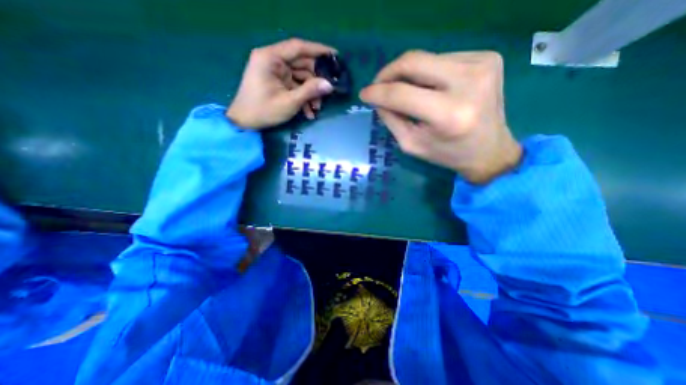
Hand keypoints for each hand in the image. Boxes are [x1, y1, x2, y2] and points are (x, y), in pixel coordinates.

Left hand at [227, 37, 336, 128]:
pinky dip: (303, 97)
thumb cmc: (264, 111)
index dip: (318, 50)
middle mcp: (272, 60)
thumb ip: (310, 91)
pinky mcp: (277, 82)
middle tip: (328, 92)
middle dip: (316, 81)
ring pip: (300, 77)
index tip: (335, 56)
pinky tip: (309, 112)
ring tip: (317, 109)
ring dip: (310, 93)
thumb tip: (330, 85)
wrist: (244, 123)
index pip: (298, 47)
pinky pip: (295, 86)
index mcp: (270, 57)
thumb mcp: (289, 102)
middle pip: (301, 64)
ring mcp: (275, 72)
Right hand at [360, 49, 519, 184]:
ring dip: (408, 75)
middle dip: (389, 72)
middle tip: (378, 85)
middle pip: (413, 62)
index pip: (401, 94)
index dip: (377, 92)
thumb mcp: (412, 144)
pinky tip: (429, 88)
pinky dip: (428, 73)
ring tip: (404, 91)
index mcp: (448, 114)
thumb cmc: (447, 154)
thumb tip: (377, 99)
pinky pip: (442, 59)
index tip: (364, 94)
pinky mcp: (488, 58)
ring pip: (426, 58)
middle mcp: (468, 82)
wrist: (489, 150)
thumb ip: (391, 120)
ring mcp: (482, 64)